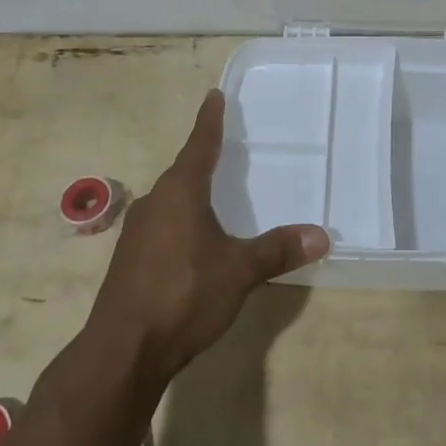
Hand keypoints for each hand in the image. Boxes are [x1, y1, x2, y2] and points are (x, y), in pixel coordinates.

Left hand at [88, 91, 329, 384]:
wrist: (123, 350)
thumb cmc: (184, 294)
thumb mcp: (239, 271)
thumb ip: (277, 250)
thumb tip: (322, 235)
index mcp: (180, 192)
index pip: (200, 144)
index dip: (210, 121)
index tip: (214, 95)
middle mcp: (154, 202)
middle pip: (182, 172)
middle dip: (202, 160)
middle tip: (224, 149)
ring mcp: (136, 232)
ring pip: (169, 201)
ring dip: (190, 195)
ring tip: (212, 197)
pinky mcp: (128, 261)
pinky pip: (160, 226)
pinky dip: (179, 223)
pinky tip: (191, 244)